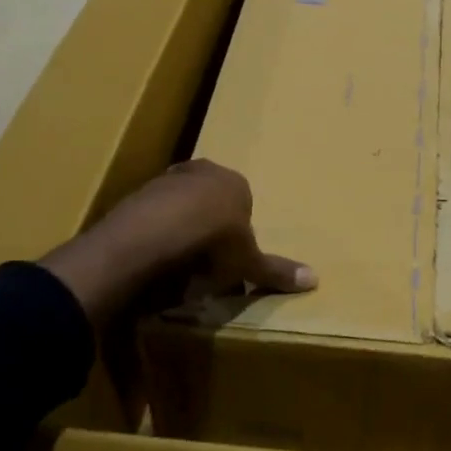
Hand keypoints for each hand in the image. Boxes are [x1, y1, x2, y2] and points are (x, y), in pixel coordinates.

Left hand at [38, 160, 313, 322]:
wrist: (152, 235)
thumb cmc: (212, 243)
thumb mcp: (248, 262)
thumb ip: (276, 270)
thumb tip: (315, 279)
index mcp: (233, 181)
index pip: (242, 201)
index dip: (238, 230)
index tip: (232, 255)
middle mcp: (201, 171)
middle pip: (209, 198)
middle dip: (208, 223)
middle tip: (206, 258)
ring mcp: (165, 179)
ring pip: (179, 204)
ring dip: (179, 227)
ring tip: (178, 262)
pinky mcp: (135, 194)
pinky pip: (151, 215)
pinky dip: (154, 233)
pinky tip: (154, 257)